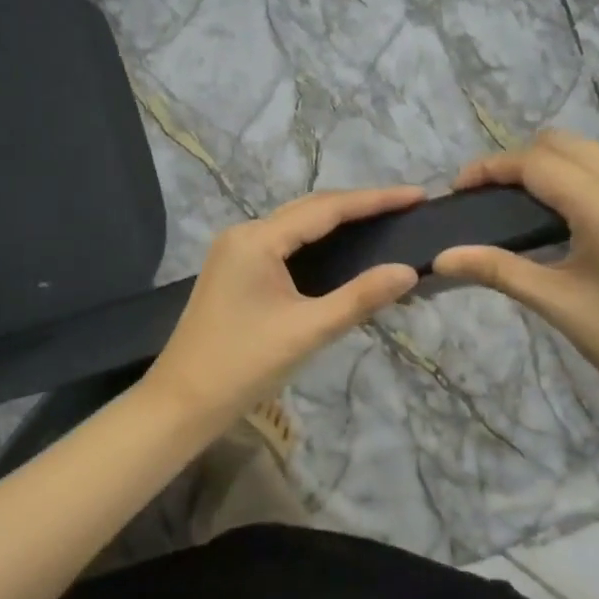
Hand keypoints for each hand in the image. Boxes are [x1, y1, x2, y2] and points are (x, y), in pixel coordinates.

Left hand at [144, 187, 425, 437]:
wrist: (182, 403)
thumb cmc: (243, 365)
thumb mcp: (307, 331)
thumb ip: (360, 298)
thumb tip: (408, 271)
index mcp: (257, 239)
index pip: (326, 209)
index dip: (375, 200)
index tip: (417, 195)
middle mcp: (244, 234)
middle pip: (310, 210)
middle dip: (358, 206)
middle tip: (405, 208)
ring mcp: (235, 252)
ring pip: (296, 227)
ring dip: (338, 223)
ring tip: (383, 223)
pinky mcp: (235, 271)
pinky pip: (284, 246)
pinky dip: (317, 244)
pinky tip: (342, 253)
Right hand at [434, 131, 598, 439]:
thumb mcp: (560, 305)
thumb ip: (499, 270)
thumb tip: (442, 257)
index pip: (535, 163)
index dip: (490, 168)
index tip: (457, 190)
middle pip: (562, 144)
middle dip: (517, 161)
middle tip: (485, 199)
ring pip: (589, 155)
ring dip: (548, 166)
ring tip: (517, 206)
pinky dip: (577, 178)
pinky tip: (563, 218)